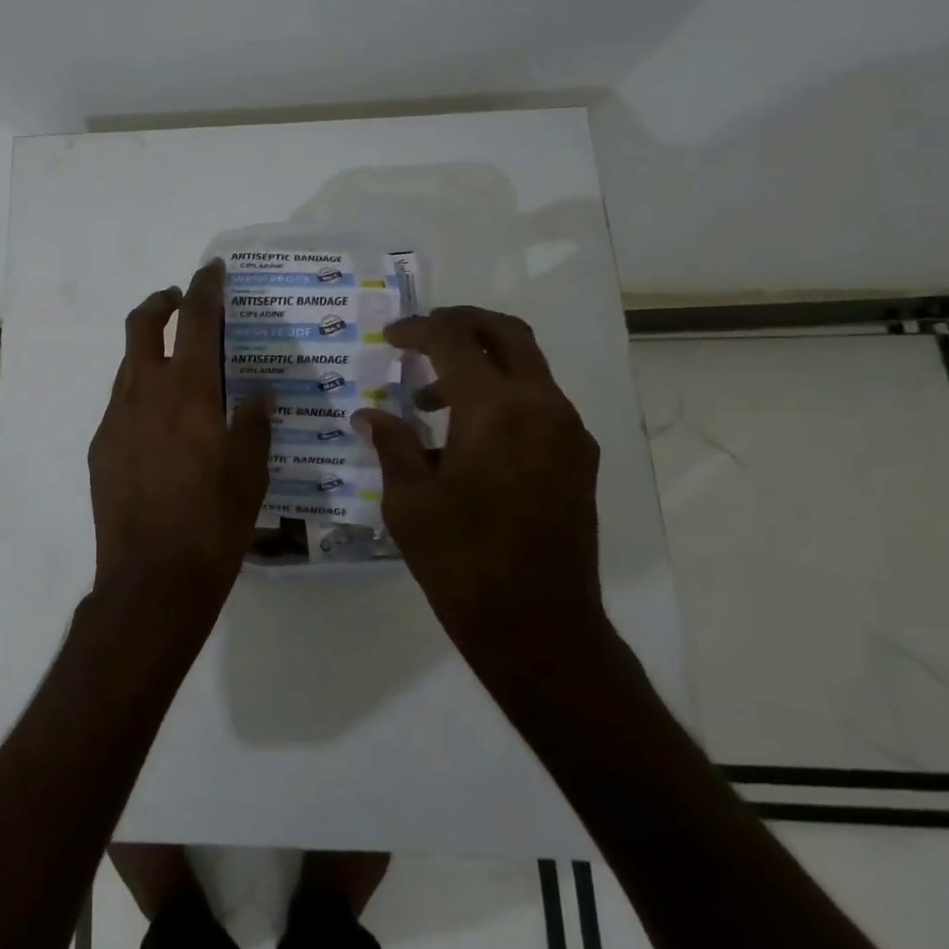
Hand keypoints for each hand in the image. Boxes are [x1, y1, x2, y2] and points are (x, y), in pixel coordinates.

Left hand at [88, 262, 272, 633]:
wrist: (150, 580)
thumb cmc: (212, 524)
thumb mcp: (250, 473)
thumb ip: (254, 423)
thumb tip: (255, 394)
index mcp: (188, 392)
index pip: (196, 321)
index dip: (205, 288)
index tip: (212, 270)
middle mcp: (144, 393)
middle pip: (142, 326)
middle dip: (161, 303)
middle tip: (181, 302)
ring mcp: (115, 420)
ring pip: (128, 366)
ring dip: (150, 351)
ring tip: (178, 366)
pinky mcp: (100, 448)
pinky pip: (121, 405)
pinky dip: (140, 395)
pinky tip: (160, 425)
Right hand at [353, 307, 605, 682]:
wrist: (538, 626)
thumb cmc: (461, 561)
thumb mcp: (409, 501)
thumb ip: (392, 444)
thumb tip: (369, 415)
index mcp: (496, 410)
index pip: (454, 342)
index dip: (417, 330)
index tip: (389, 337)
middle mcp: (543, 407)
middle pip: (507, 334)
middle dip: (461, 322)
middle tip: (421, 334)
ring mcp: (569, 432)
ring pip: (527, 367)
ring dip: (480, 364)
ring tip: (430, 400)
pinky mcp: (578, 459)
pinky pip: (539, 403)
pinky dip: (502, 396)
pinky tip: (466, 435)